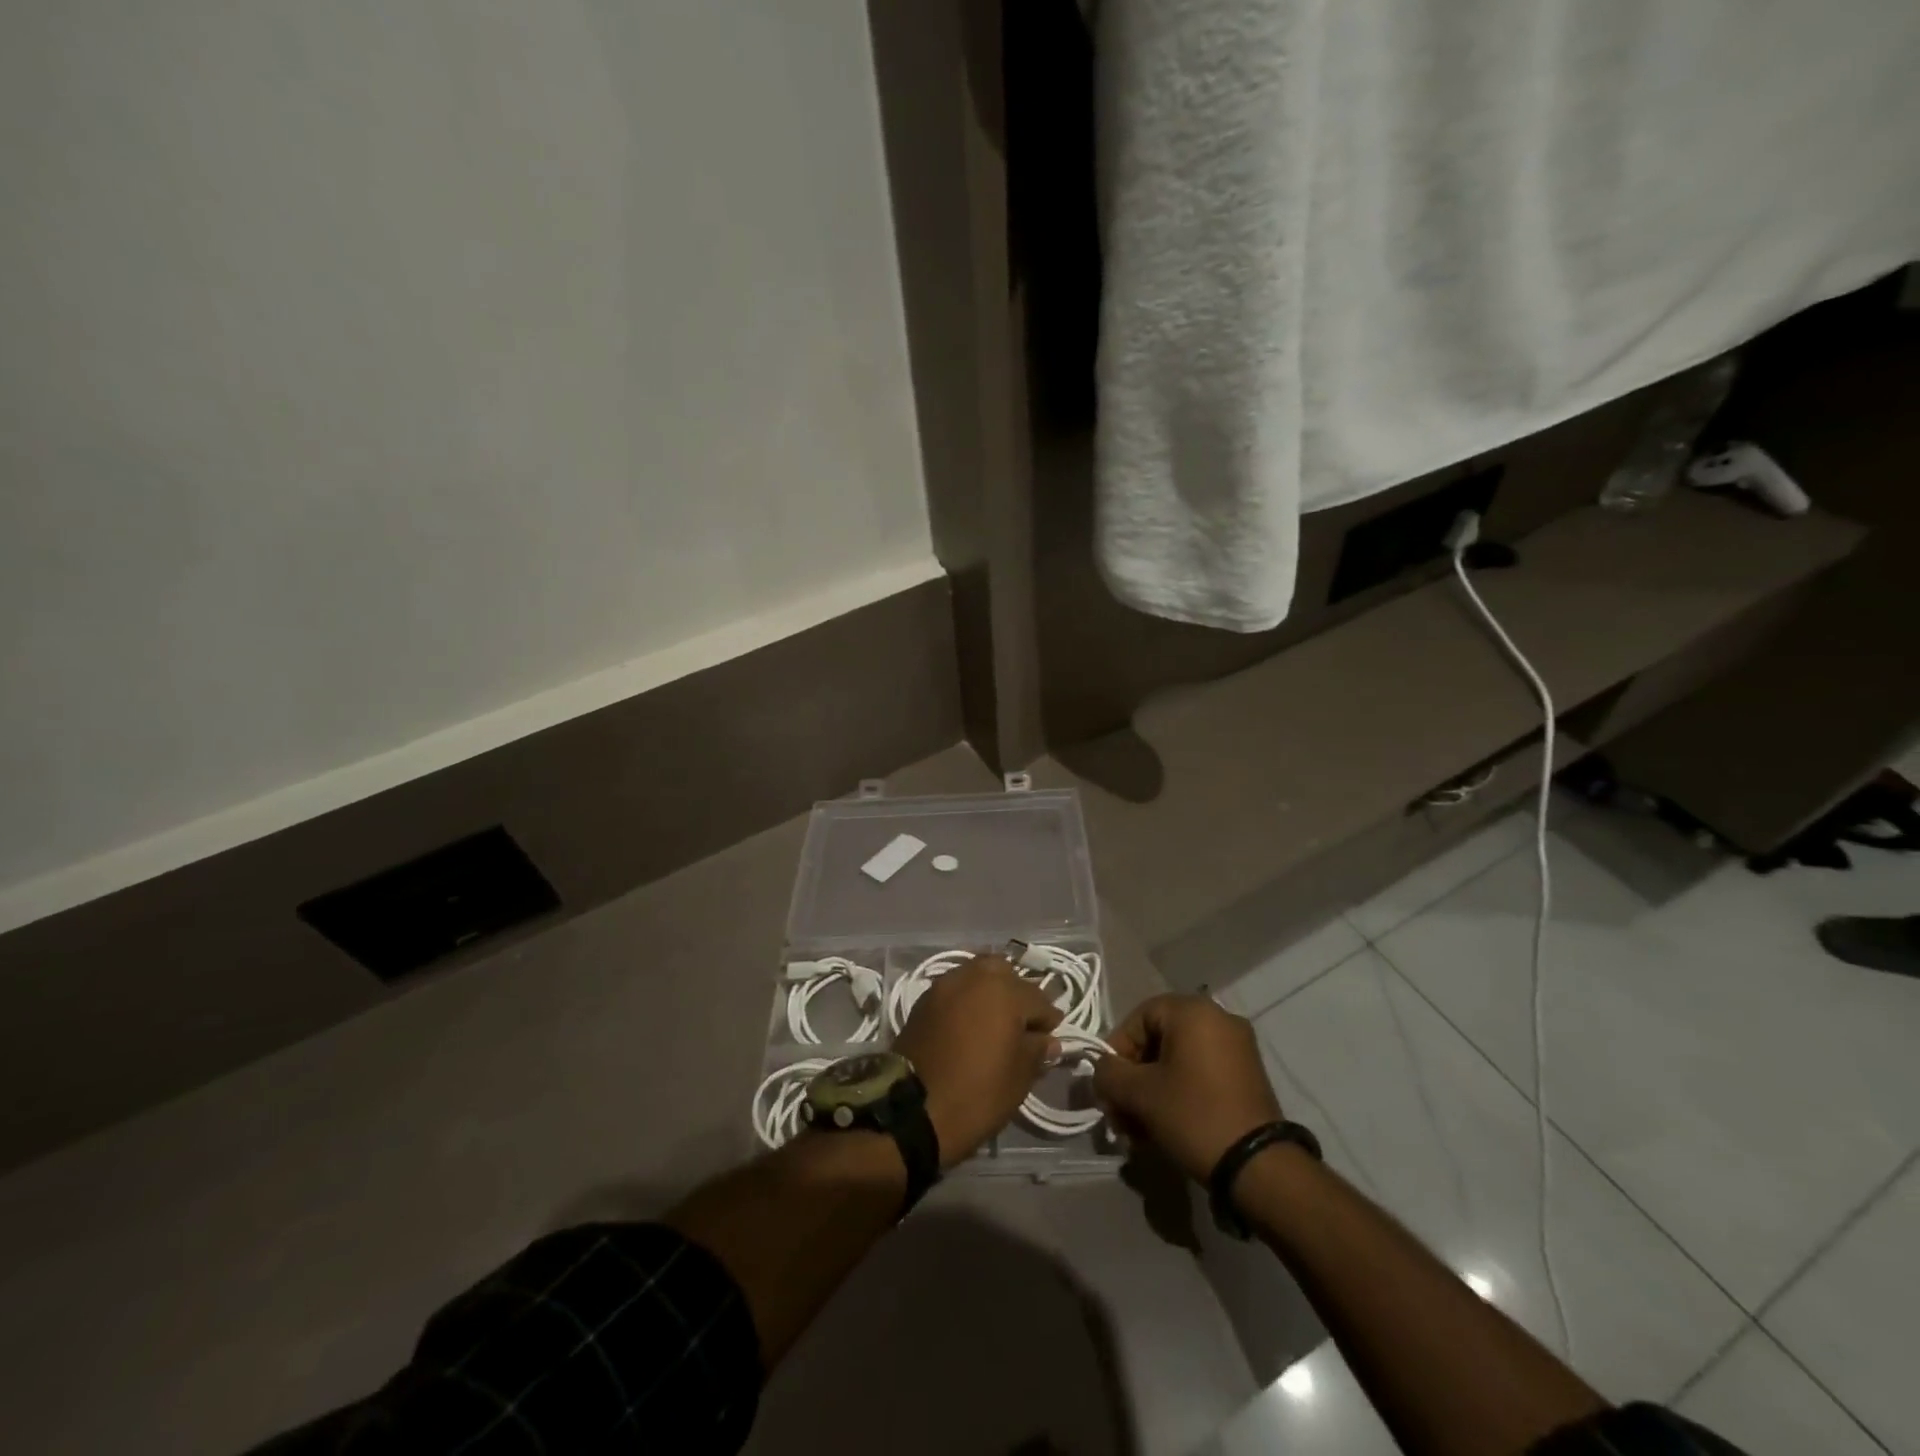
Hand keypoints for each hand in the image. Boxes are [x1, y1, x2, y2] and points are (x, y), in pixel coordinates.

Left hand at [894, 955, 1061, 1168]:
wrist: (914, 1111)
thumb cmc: (977, 1094)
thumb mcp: (1019, 1077)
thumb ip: (1037, 1050)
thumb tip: (1047, 1040)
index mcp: (1004, 991)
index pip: (1038, 999)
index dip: (1048, 1020)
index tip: (1049, 1038)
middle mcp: (975, 976)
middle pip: (1006, 974)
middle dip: (1018, 994)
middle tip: (1022, 1025)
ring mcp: (946, 984)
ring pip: (978, 974)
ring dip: (991, 991)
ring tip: (996, 1021)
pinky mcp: (926, 998)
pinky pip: (956, 988)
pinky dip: (968, 998)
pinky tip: (971, 1022)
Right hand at [1092, 994, 1283, 1183]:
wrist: (1260, 1167)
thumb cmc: (1194, 1116)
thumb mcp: (1140, 1094)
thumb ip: (1109, 1074)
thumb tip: (1102, 1070)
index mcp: (1193, 1011)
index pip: (1138, 1018)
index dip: (1117, 1051)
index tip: (1108, 1086)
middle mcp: (1218, 1018)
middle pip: (1158, 1041)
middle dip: (1133, 1078)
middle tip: (1120, 1113)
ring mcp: (1237, 1048)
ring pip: (1177, 1061)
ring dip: (1152, 1091)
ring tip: (1138, 1130)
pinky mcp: (1247, 1076)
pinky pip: (1200, 1074)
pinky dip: (1178, 1094)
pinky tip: (1164, 1127)